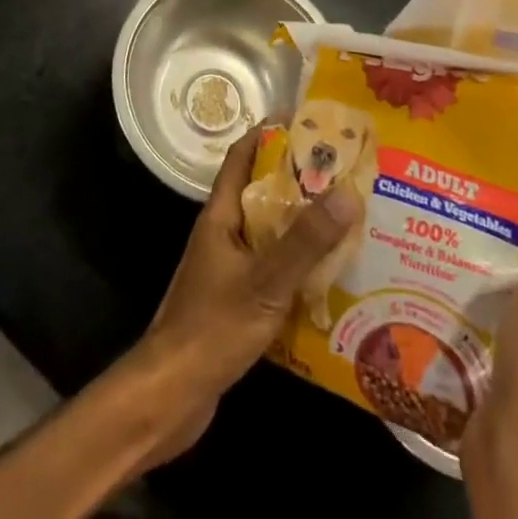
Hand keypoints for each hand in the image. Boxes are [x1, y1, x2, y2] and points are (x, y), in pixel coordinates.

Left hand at [125, 127, 361, 462]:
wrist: (170, 397)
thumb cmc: (212, 328)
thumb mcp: (265, 282)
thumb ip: (306, 241)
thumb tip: (348, 192)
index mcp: (221, 214)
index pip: (243, 155)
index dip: (270, 133)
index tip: (308, 121)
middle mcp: (223, 232)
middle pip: (261, 191)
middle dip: (298, 179)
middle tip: (343, 172)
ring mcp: (227, 266)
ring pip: (268, 230)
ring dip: (300, 223)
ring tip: (345, 218)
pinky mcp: (235, 299)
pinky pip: (270, 266)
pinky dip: (296, 262)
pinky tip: (327, 276)